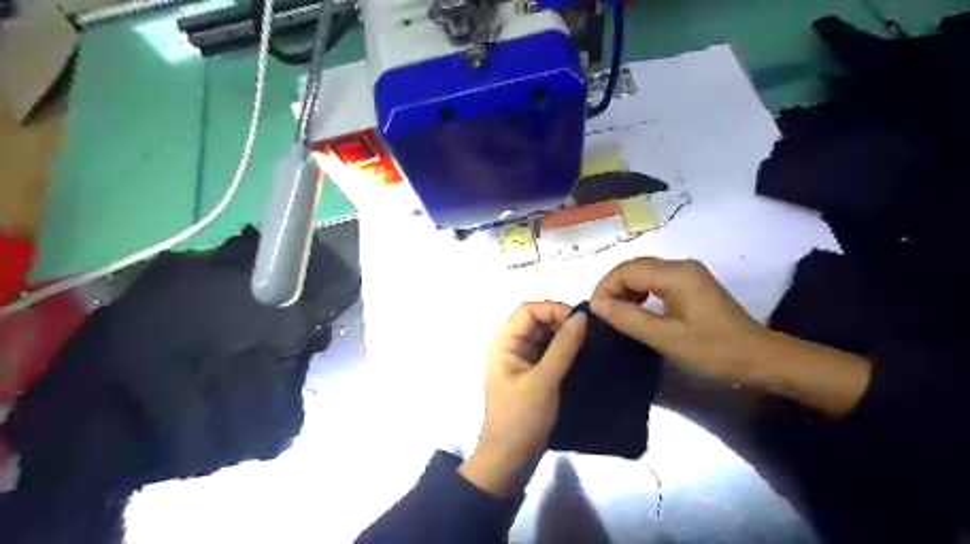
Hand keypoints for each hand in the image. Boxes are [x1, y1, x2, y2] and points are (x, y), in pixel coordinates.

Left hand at [460, 304, 586, 493]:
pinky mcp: (533, 374)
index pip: (528, 310)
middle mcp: (512, 346)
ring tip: (591, 343)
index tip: (581, 322)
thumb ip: (563, 347)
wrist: (510, 460)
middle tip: (591, 333)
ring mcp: (522, 360)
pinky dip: (565, 351)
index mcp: (505, 343)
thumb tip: (582, 317)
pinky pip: (550, 353)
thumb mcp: (544, 381)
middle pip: (538, 321)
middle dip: (562, 322)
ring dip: (566, 336)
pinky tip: (584, 355)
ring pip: (546, 336)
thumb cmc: (521, 418)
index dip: (553, 309)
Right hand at [592, 256, 766, 380]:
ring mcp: (688, 274)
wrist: (760, 358)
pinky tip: (636, 311)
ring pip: (644, 274)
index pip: (627, 270)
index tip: (595, 312)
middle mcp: (681, 266)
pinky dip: (640, 293)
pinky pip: (656, 282)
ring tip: (615, 314)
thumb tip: (596, 305)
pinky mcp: (691, 285)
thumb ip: (628, 318)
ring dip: (625, 291)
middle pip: (635, 268)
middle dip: (613, 288)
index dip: (606, 288)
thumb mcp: (665, 338)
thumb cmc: (713, 350)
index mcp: (676, 274)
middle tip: (601, 314)